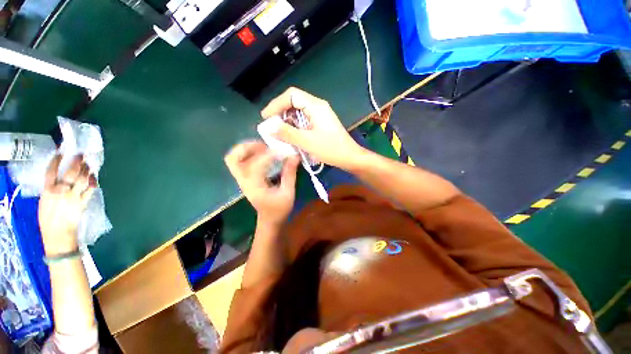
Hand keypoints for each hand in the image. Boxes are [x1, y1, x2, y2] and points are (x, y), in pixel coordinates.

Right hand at [38, 154, 95, 255]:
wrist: (57, 234)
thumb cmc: (48, 218)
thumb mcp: (44, 201)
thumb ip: (51, 189)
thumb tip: (58, 179)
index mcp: (47, 191)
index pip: (51, 172)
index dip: (57, 161)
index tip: (61, 152)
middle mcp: (61, 191)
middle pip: (71, 173)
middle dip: (77, 162)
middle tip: (82, 155)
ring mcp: (73, 197)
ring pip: (82, 180)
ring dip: (87, 171)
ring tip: (89, 164)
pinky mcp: (83, 203)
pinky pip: (90, 190)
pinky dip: (93, 182)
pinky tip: (95, 177)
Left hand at [225, 141, 299, 225]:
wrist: (269, 219)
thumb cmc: (279, 209)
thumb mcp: (288, 193)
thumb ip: (290, 173)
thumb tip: (294, 156)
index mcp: (254, 187)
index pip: (256, 165)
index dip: (270, 155)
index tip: (283, 151)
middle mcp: (244, 182)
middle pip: (233, 159)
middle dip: (247, 148)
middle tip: (265, 145)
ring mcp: (242, 180)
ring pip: (233, 159)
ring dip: (246, 149)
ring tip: (264, 147)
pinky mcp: (245, 178)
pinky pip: (240, 162)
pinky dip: (248, 154)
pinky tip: (263, 153)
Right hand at [261, 87, 366, 170]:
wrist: (350, 157)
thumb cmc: (331, 149)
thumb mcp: (307, 142)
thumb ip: (287, 133)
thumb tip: (269, 128)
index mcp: (315, 106)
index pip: (291, 95)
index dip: (276, 104)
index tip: (266, 117)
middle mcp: (317, 106)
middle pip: (294, 102)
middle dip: (280, 112)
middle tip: (271, 125)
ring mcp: (320, 115)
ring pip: (298, 112)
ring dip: (287, 121)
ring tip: (279, 132)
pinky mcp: (321, 123)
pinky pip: (304, 120)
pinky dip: (295, 126)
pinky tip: (291, 136)